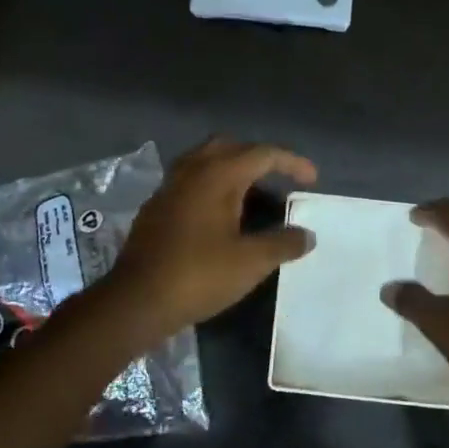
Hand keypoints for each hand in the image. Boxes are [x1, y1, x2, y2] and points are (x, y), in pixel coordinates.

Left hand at [100, 138, 317, 339]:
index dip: (291, 162)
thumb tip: (306, 234)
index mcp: (217, 175)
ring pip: (205, 161)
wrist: (136, 300)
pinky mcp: (155, 208)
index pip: (262, 154)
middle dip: (258, 157)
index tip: (312, 180)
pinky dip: (211, 186)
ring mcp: (168, 188)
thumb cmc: (198, 276)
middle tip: (278, 179)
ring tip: (251, 196)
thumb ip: (283, 244)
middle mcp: (191, 171)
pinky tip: (219, 216)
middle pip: (230, 147)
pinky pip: (189, 181)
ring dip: (231, 169)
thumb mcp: (250, 263)